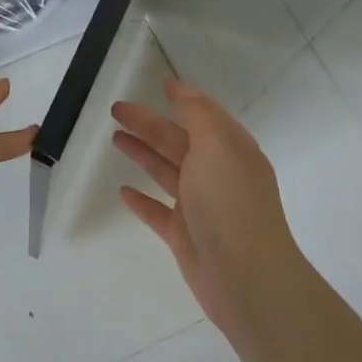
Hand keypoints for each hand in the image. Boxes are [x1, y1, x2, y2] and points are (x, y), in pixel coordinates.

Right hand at [111, 77, 306, 337]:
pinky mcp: (184, 235)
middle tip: (117, 110)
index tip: (162, 84)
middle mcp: (217, 174)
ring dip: (143, 154)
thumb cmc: (230, 203)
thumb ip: (198, 115)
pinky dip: (141, 199)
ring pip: (165, 172)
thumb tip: (183, 91)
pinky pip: (158, 211)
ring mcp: (200, 206)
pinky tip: (123, 190)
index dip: (184, 99)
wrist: (246, 278)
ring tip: (115, 139)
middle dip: (149, 124)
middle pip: (177, 141)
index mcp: (230, 149)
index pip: (204, 115)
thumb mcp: (217, 146)